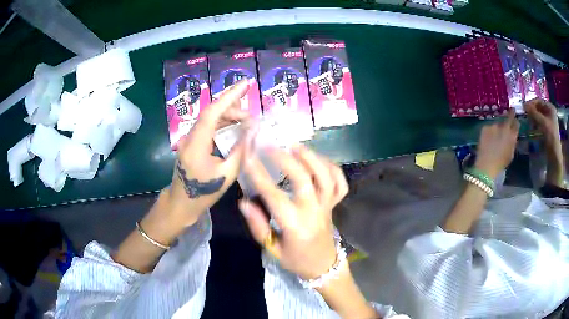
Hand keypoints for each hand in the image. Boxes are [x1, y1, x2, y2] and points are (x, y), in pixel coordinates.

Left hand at [168, 80, 250, 225]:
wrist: (181, 204)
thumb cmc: (203, 193)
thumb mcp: (227, 174)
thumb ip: (241, 150)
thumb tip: (254, 130)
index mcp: (197, 143)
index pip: (213, 112)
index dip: (230, 96)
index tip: (246, 83)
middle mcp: (191, 136)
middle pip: (212, 113)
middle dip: (233, 109)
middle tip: (252, 118)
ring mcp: (189, 139)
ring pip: (210, 119)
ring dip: (228, 116)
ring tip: (246, 121)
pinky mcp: (191, 143)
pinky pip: (207, 127)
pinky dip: (222, 124)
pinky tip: (233, 128)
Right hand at [238, 145, 348, 279]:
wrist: (323, 266)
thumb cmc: (295, 260)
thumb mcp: (272, 250)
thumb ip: (258, 226)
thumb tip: (244, 201)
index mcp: (295, 225)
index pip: (274, 197)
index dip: (259, 176)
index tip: (248, 157)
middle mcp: (314, 212)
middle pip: (303, 180)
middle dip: (285, 160)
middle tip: (270, 146)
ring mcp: (328, 206)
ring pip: (326, 177)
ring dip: (312, 158)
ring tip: (294, 146)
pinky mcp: (335, 204)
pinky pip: (340, 183)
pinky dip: (332, 167)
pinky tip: (318, 159)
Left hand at [474, 109, 518, 178]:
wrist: (487, 165)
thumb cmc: (501, 163)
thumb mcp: (510, 154)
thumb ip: (512, 143)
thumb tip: (513, 136)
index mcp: (512, 136)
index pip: (516, 124)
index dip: (516, 121)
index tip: (515, 118)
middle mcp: (504, 128)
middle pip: (508, 118)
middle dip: (510, 114)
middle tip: (512, 110)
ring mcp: (494, 126)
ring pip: (497, 124)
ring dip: (497, 128)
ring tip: (494, 137)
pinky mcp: (485, 127)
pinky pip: (488, 128)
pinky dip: (489, 132)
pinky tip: (487, 140)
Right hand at [524, 98, 560, 147]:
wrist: (554, 154)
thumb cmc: (550, 136)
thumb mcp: (542, 122)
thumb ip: (533, 113)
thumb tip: (523, 105)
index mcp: (550, 108)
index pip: (539, 101)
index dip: (532, 103)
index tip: (524, 107)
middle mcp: (549, 112)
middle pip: (539, 108)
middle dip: (532, 111)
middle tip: (525, 114)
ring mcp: (548, 121)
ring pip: (538, 115)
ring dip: (532, 117)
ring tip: (527, 121)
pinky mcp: (546, 129)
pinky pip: (539, 122)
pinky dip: (535, 123)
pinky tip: (531, 127)